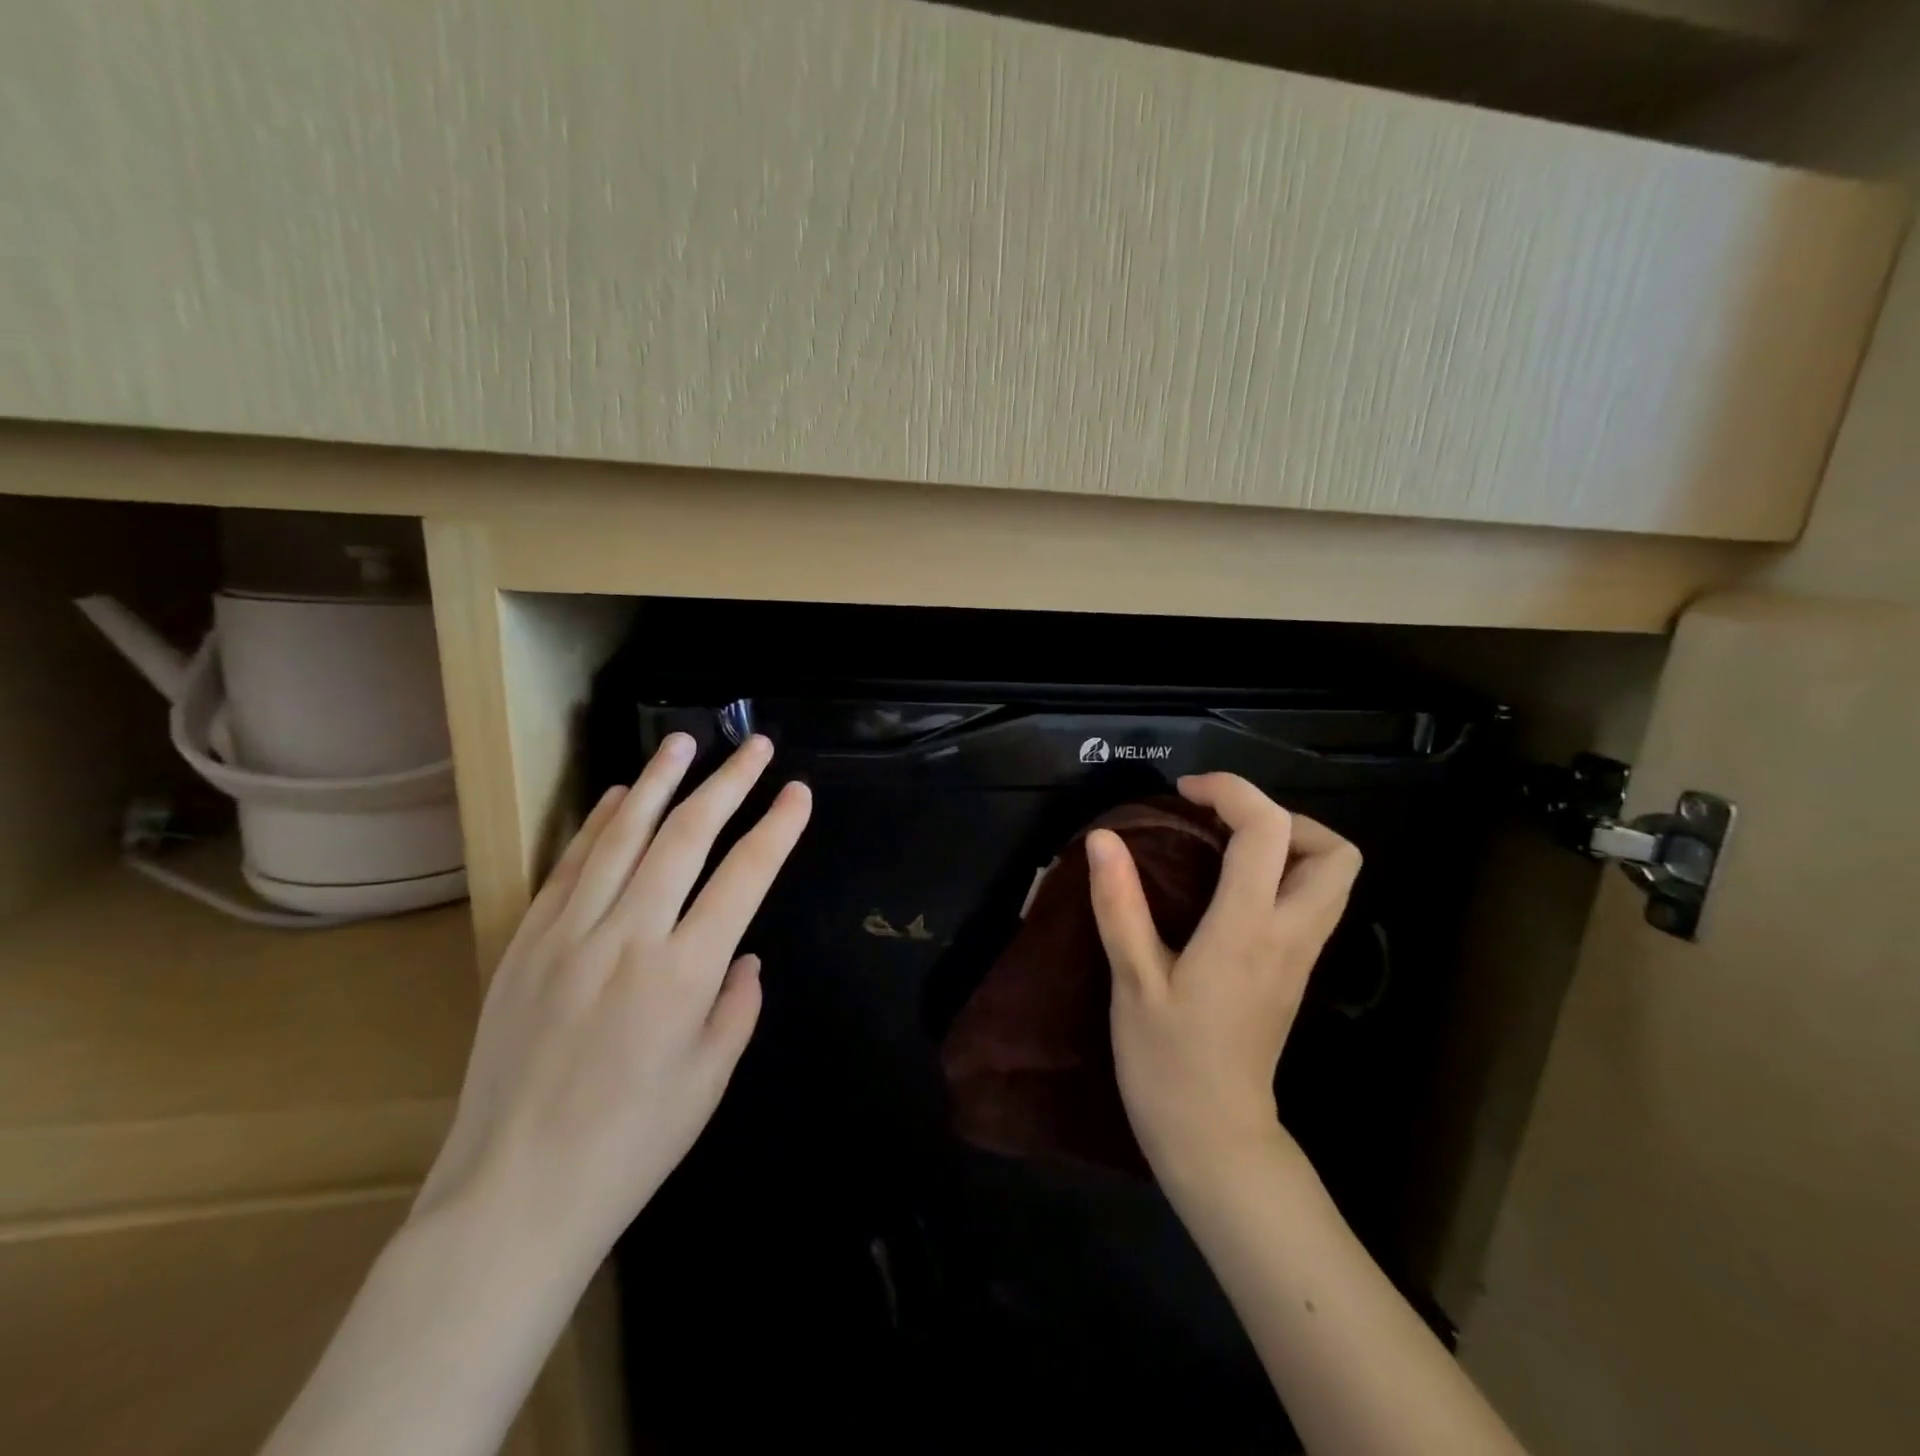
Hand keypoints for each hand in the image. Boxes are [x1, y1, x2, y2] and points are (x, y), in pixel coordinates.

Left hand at [414, 733, 810, 1269]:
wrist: (514, 1194)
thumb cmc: (632, 1143)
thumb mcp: (711, 1078)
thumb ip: (738, 1003)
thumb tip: (744, 953)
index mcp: (685, 973)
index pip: (744, 876)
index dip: (776, 828)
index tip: (797, 791)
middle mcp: (629, 937)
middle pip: (686, 837)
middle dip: (727, 784)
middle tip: (753, 746)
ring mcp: (569, 934)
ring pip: (621, 836)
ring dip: (657, 782)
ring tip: (683, 742)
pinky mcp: (525, 944)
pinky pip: (567, 866)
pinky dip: (597, 824)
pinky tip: (617, 795)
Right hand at [1088, 773, 1360, 1191]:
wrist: (1214, 1140)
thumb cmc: (1167, 1063)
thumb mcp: (1132, 982)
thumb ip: (1120, 905)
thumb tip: (1104, 838)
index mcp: (1248, 930)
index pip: (1268, 831)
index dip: (1232, 792)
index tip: (1185, 793)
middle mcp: (1290, 935)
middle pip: (1335, 851)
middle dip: (1282, 818)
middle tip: (1222, 824)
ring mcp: (1301, 957)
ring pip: (1333, 878)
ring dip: (1287, 845)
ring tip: (1224, 848)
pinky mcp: (1295, 972)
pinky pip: (1312, 902)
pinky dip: (1283, 875)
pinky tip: (1228, 889)